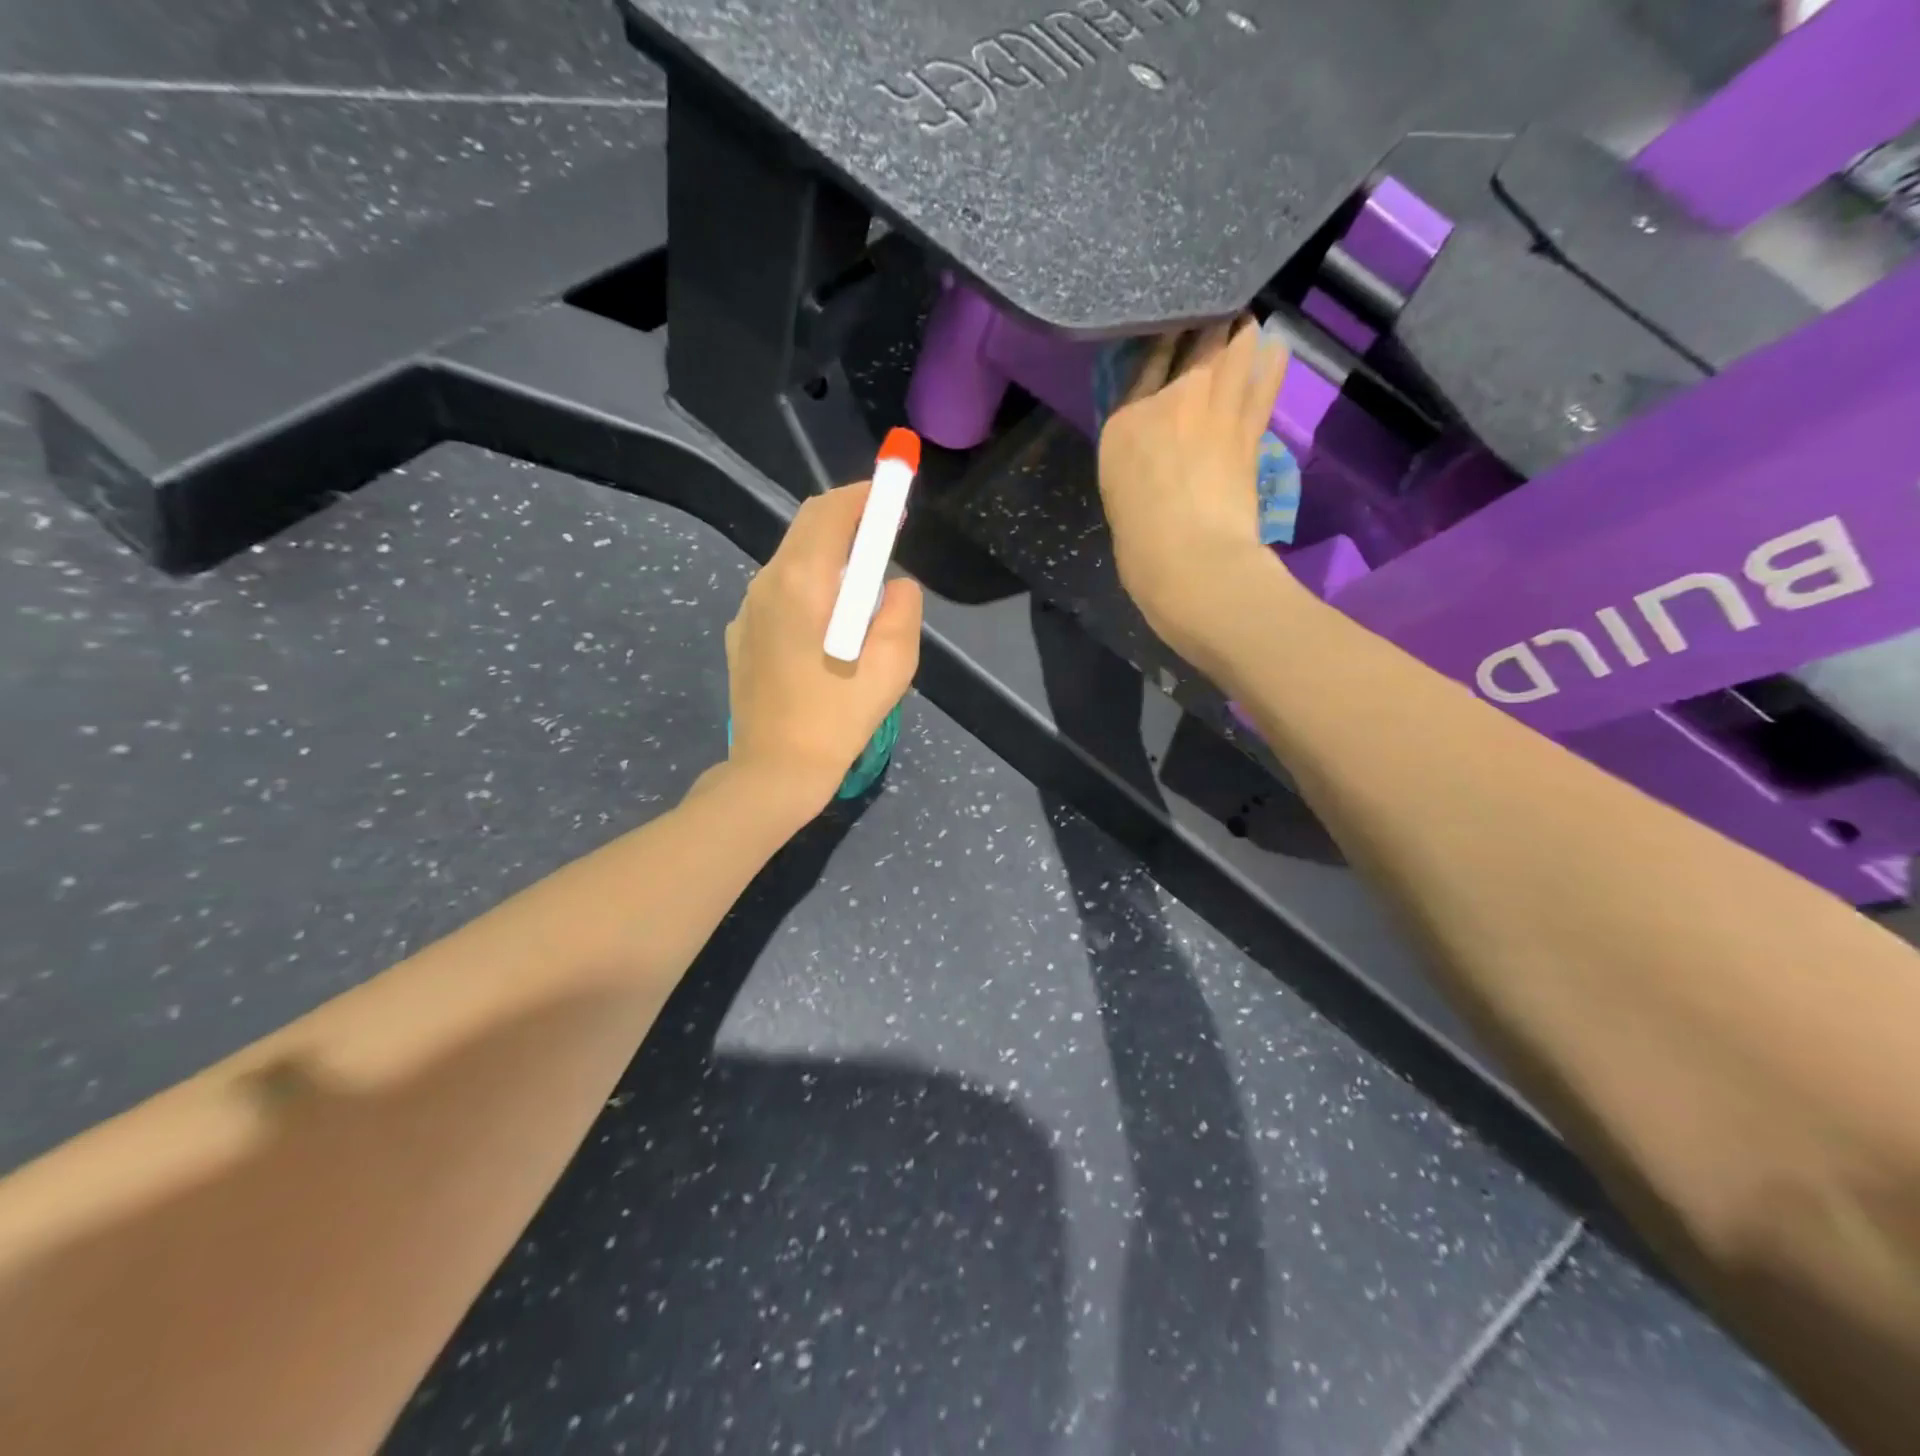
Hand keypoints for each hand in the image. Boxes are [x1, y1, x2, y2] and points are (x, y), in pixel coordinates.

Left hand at [724, 480, 922, 810]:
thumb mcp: (892, 666)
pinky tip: (827, 627)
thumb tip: (896, 584)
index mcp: (802, 583)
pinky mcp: (742, 635)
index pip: (830, 512)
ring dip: (829, 556)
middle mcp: (766, 584)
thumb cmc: (837, 719)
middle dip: (848, 520)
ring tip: (862, 587)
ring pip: (792, 559)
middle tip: (884, 535)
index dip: (865, 496)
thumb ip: (902, 610)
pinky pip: (779, 592)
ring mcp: (748, 610)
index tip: (894, 499)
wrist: (773, 771)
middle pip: (807, 528)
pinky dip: (809, 587)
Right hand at [1097, 317, 1295, 662]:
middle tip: (1210, 315)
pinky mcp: (1251, 425)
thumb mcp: (1118, 488)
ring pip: (1235, 341)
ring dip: (1239, 330)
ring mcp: (1215, 406)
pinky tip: (1273, 349)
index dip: (1161, 335)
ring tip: (1240, 328)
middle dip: (1204, 320)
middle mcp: (1170, 400)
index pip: (1145, 359)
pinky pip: (1265, 374)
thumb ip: (1134, 446)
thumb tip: (1155, 427)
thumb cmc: (1141, 539)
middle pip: (1193, 336)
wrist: (1191, 562)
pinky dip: (1270, 358)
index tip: (1170, 322)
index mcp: (1125, 421)